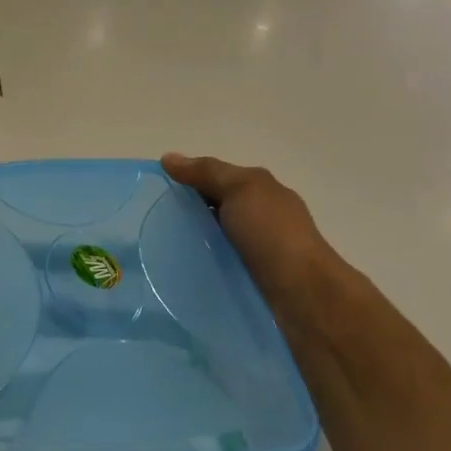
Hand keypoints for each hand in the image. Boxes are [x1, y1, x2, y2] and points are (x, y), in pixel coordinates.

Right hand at [162, 153, 332, 303]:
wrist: (301, 293)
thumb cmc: (272, 234)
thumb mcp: (240, 190)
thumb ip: (206, 172)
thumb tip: (168, 157)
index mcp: (260, 190)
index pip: (215, 179)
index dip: (186, 182)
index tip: (153, 194)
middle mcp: (259, 217)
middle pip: (212, 210)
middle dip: (185, 215)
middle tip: (149, 225)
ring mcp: (255, 250)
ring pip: (213, 240)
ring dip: (191, 244)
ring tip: (157, 252)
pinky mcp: (249, 278)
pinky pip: (217, 265)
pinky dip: (200, 266)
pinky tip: (180, 272)